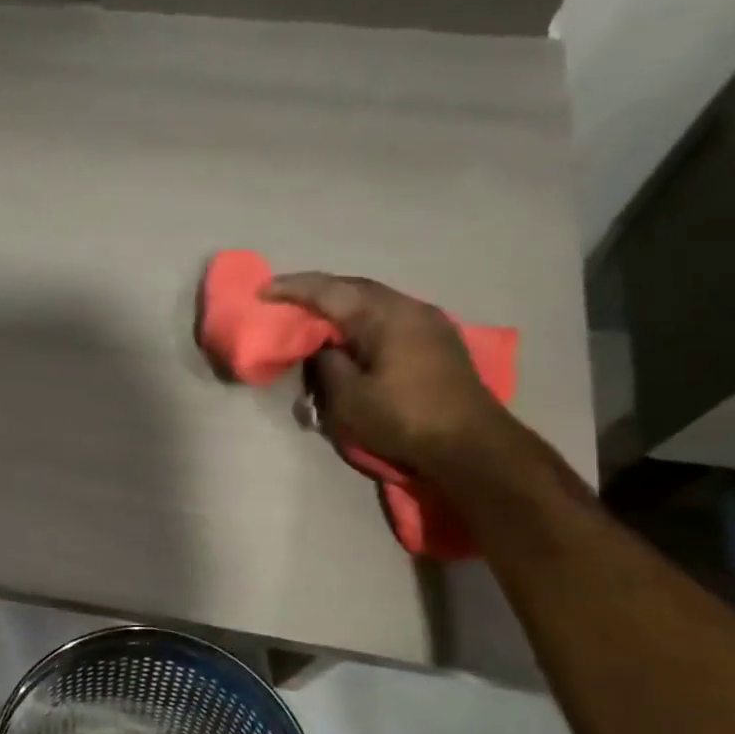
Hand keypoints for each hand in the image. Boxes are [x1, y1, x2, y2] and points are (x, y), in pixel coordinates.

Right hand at [264, 272, 509, 474]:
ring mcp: (428, 321)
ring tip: (315, 315)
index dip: (292, 289)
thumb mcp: (349, 398)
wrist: (472, 445)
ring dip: (342, 304)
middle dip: (317, 291)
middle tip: (285, 299)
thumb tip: (322, 346)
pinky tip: (352, 333)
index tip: (262, 291)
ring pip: (374, 300)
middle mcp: (408, 307)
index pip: (329, 291)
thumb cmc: (404, 420)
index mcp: (384, 316)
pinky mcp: (437, 339)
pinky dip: (363, 318)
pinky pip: (390, 315)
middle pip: (354, 287)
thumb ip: (327, 363)